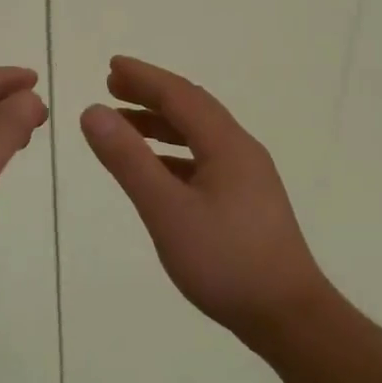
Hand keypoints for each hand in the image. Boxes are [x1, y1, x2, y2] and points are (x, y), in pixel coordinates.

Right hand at [80, 55, 331, 344]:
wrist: (288, 315)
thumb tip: (93, 112)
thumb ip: (129, 160)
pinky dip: (174, 154)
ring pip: (200, 136)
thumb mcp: (166, 209)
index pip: (180, 95)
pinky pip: (205, 160)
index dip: (144, 78)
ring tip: (124, 125)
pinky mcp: (248, 201)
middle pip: (192, 109)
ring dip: (162, 124)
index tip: (112, 67)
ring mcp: (248, 177)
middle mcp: (241, 151)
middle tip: (113, 87)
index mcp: (226, 144)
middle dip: (152, 95)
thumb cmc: (225, 260)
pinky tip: (157, 171)